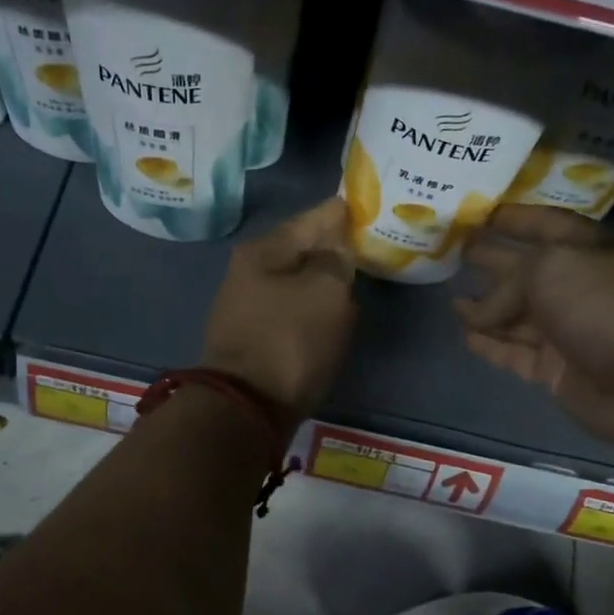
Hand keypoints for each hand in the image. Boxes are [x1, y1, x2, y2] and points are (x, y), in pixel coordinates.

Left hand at [202, 197, 356, 421]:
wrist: (246, 408)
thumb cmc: (289, 341)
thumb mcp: (326, 292)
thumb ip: (337, 260)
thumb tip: (337, 249)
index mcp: (264, 250)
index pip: (313, 218)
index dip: (342, 213)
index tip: (367, 206)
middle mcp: (250, 273)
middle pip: (302, 251)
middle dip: (333, 248)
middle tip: (367, 244)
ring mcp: (248, 308)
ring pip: (298, 283)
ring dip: (324, 282)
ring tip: (356, 278)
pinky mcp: (255, 340)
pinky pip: (292, 313)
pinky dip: (313, 310)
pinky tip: (333, 316)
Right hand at [455, 204, 613, 458]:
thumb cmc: (609, 307)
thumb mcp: (552, 269)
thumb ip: (507, 282)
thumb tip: (477, 311)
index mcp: (588, 249)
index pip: (544, 224)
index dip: (513, 219)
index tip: (478, 213)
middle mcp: (577, 286)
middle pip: (524, 270)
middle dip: (491, 260)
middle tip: (453, 253)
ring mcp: (566, 331)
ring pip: (515, 315)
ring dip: (484, 307)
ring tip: (449, 297)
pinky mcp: (555, 370)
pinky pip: (513, 352)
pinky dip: (489, 344)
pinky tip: (464, 334)